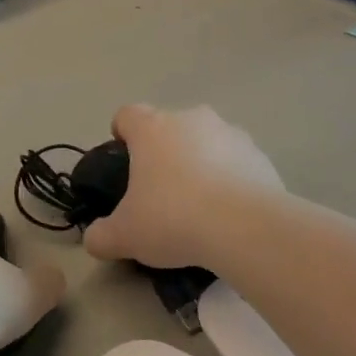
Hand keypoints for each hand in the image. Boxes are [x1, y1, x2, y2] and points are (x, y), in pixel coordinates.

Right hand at [82, 105, 284, 269]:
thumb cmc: (173, 219)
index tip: (123, 162)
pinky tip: (228, 215)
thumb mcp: (124, 236)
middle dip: (164, 153)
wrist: (245, 228)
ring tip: (199, 207)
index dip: (121, 135)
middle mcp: (191, 120)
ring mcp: (231, 134)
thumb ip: (101, 236)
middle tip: (159, 193)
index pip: (127, 115)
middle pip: (170, 128)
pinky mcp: (261, 156)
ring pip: (206, 143)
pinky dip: (230, 181)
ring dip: (200, 165)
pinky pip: (237, 163)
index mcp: (152, 128)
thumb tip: (94, 240)